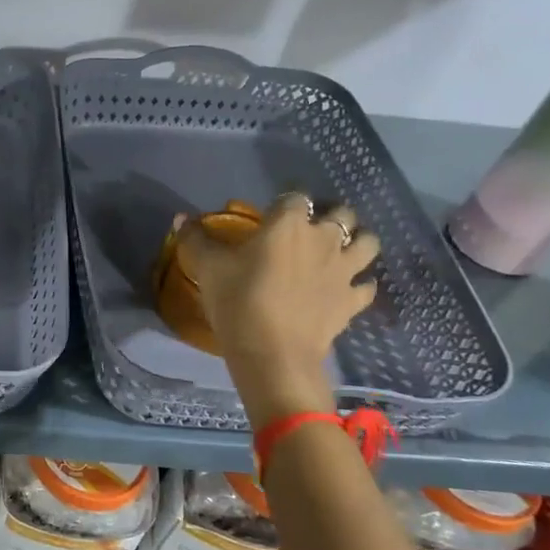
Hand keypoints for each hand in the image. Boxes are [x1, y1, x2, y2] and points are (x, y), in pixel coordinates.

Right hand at [179, 194, 379, 420]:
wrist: (272, 353)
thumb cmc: (237, 301)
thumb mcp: (207, 266)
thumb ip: (194, 238)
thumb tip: (181, 217)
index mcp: (288, 224)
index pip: (296, 197)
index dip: (286, 202)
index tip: (273, 213)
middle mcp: (323, 239)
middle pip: (342, 213)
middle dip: (331, 215)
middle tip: (309, 230)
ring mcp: (344, 270)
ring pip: (369, 242)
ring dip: (357, 241)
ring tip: (340, 250)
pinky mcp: (353, 301)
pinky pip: (367, 286)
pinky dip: (360, 283)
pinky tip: (347, 288)